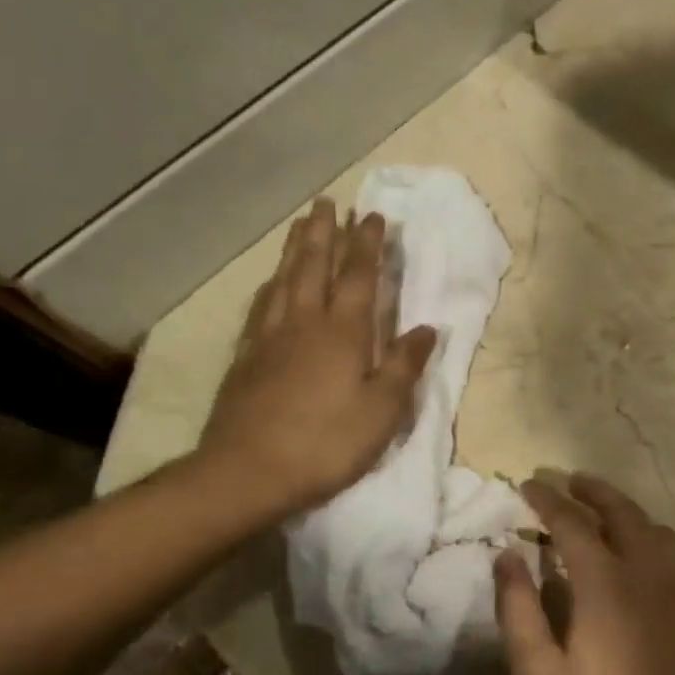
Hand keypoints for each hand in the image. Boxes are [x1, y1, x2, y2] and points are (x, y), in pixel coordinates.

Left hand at [192, 199, 436, 524]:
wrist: (247, 472)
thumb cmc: (326, 443)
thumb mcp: (382, 410)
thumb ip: (404, 365)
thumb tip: (428, 328)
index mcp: (343, 332)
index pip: (359, 276)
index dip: (368, 244)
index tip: (373, 216)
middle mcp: (305, 322)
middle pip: (314, 266)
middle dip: (325, 233)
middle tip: (328, 202)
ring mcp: (270, 338)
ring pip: (284, 279)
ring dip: (296, 249)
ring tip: (302, 225)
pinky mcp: (246, 357)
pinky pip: (261, 307)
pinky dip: (271, 285)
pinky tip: (271, 282)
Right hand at [494, 475, 674, 674]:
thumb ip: (518, 610)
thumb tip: (506, 555)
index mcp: (608, 587)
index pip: (574, 524)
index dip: (547, 499)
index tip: (526, 484)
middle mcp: (649, 578)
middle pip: (624, 514)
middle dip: (594, 491)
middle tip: (568, 480)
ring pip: (656, 531)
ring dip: (627, 511)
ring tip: (601, 513)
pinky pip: (672, 557)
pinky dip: (648, 538)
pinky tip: (632, 560)